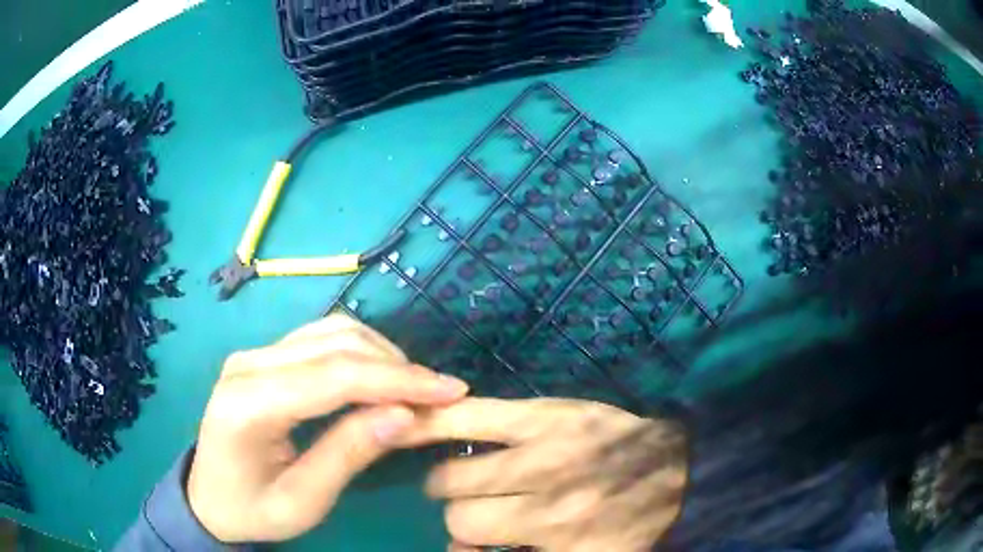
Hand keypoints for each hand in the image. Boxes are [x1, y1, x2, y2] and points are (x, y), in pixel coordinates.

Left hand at [187, 315, 468, 542]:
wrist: (208, 497)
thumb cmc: (252, 509)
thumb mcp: (303, 501)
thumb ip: (349, 454)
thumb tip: (407, 415)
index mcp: (249, 404)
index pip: (334, 375)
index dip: (398, 380)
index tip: (452, 391)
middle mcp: (248, 363)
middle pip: (335, 344)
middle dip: (397, 366)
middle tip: (440, 396)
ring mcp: (254, 354)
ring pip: (331, 332)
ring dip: (381, 354)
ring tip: (415, 390)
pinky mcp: (264, 356)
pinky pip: (320, 339)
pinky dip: (360, 353)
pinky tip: (380, 378)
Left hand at [399, 398, 687, 551]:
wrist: (680, 473)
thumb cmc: (612, 439)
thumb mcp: (558, 413)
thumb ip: (493, 417)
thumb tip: (426, 416)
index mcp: (545, 423)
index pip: (453, 420)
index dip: (413, 428)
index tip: (390, 433)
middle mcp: (547, 469)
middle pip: (446, 485)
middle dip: (450, 488)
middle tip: (469, 490)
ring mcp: (557, 521)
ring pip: (464, 528)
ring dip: (467, 526)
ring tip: (491, 522)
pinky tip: (507, 548)